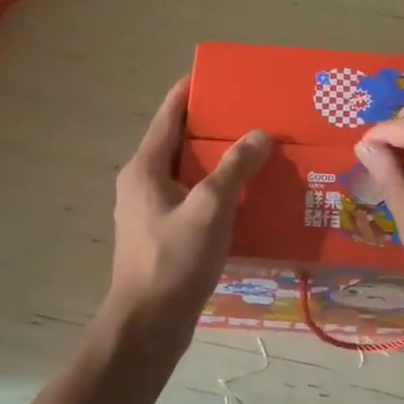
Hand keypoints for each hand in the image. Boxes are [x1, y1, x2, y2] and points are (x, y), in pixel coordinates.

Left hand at [108, 77, 270, 327]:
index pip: (169, 115)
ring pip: (189, 173)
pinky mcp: (165, 235)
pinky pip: (194, 199)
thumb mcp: (210, 207)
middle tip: (251, 114)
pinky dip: (217, 190)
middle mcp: (143, 183)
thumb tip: (259, 134)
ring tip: (256, 150)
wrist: (148, 328)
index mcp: (145, 168)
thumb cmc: (173, 260)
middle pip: (180, 142)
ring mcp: (152, 211)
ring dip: (219, 161)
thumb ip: (235, 167)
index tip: (217, 75)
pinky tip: (247, 195)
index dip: (190, 92)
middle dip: (213, 127)